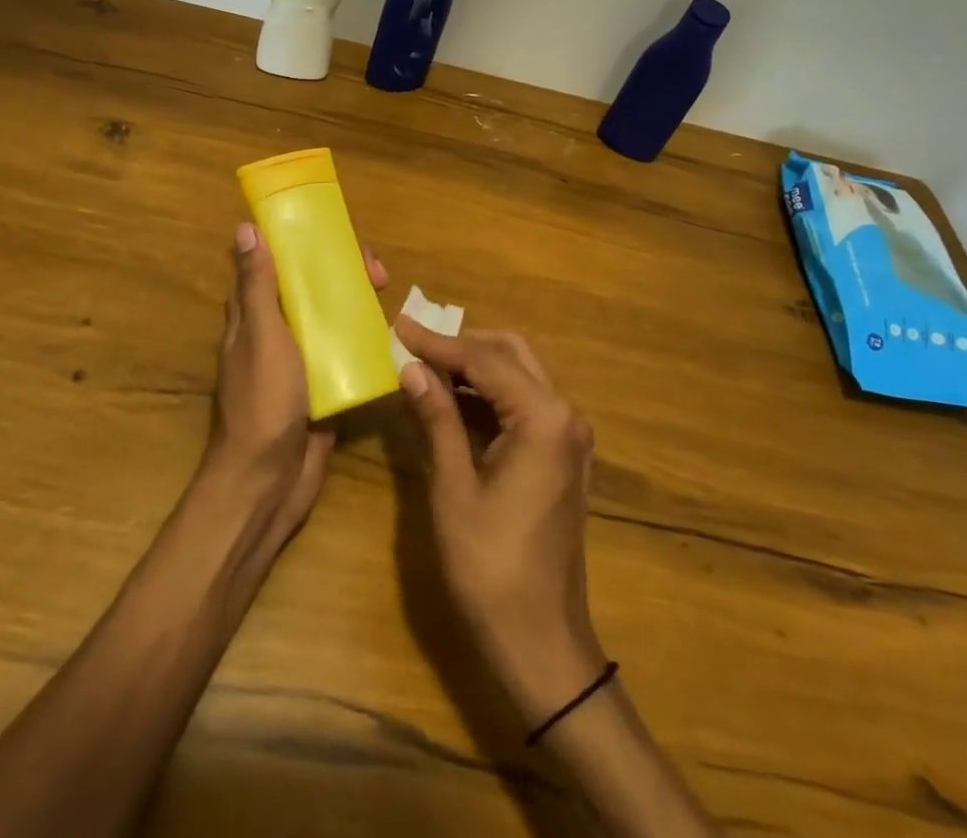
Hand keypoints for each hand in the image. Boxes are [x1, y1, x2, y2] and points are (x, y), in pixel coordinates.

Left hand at [203, 222, 387, 545]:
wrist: (268, 481)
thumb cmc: (262, 401)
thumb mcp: (262, 336)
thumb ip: (258, 286)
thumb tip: (245, 228)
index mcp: (254, 315)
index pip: (276, 264)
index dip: (302, 244)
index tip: (336, 236)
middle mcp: (277, 331)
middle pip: (311, 289)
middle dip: (342, 274)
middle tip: (379, 274)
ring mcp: (302, 360)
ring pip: (331, 318)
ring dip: (357, 303)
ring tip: (390, 297)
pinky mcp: (324, 385)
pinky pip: (346, 353)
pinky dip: (366, 340)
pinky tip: (394, 336)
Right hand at [395, 321, 607, 725]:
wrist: (542, 641)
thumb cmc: (491, 566)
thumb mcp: (455, 487)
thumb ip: (437, 418)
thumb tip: (412, 368)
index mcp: (543, 418)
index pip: (484, 359)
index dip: (438, 342)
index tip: (399, 325)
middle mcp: (564, 415)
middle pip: (511, 353)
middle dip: (462, 344)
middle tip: (414, 343)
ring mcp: (568, 435)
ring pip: (520, 374)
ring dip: (475, 366)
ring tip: (425, 365)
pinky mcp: (561, 454)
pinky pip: (524, 404)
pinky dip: (488, 393)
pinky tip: (451, 399)